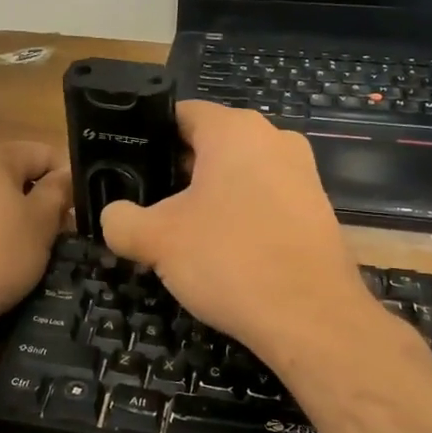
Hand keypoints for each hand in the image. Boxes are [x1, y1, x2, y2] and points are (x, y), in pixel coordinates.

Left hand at [0, 141, 70, 328]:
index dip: (65, 178)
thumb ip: (57, 191)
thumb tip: (64, 175)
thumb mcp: (42, 222)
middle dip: (34, 199)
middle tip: (54, 233)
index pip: (41, 153)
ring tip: (20, 251)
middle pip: (8, 175)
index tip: (76, 209)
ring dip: (5, 217)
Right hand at [100, 102, 378, 361]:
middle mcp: (273, 138)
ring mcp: (302, 173)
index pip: (180, 114)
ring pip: (239, 174)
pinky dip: (241, 216)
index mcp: (234, 129)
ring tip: (182, 234)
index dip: (148, 137)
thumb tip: (113, 216)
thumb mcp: (156, 240)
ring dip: (209, 197)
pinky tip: (224, 253)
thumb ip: (120, 220)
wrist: (312, 318)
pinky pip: (266, 199)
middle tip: (148, 206)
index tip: (128, 167)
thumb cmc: (229, 260)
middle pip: (210, 144)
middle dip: (177, 172)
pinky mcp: (318, 208)